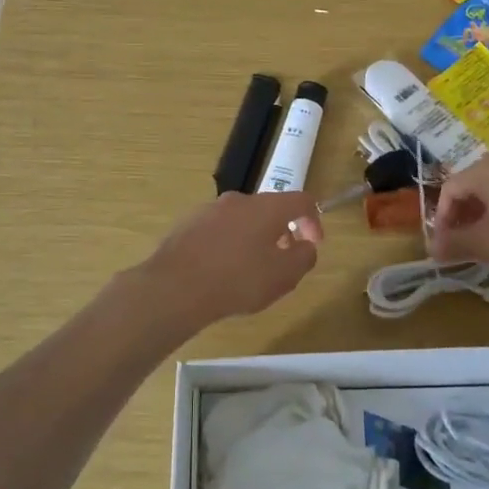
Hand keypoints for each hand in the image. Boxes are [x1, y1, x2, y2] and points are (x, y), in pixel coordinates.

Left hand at [136, 191, 322, 331]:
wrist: (175, 287)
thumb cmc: (238, 280)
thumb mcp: (284, 276)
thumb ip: (304, 258)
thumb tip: (305, 246)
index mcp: (266, 207)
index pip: (301, 200)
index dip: (314, 220)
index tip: (313, 244)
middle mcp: (238, 200)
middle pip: (270, 209)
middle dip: (282, 232)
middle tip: (283, 261)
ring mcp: (209, 210)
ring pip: (243, 219)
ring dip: (254, 238)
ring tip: (251, 270)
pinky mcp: (188, 224)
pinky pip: (219, 230)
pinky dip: (229, 244)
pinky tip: (222, 272)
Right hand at [431, 153, 488, 273]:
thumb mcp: (483, 243)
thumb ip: (452, 244)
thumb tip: (431, 250)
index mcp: (483, 168)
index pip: (449, 189)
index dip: (441, 218)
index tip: (443, 243)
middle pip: (470, 186)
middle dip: (460, 215)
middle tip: (459, 241)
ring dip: (480, 213)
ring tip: (481, 239)